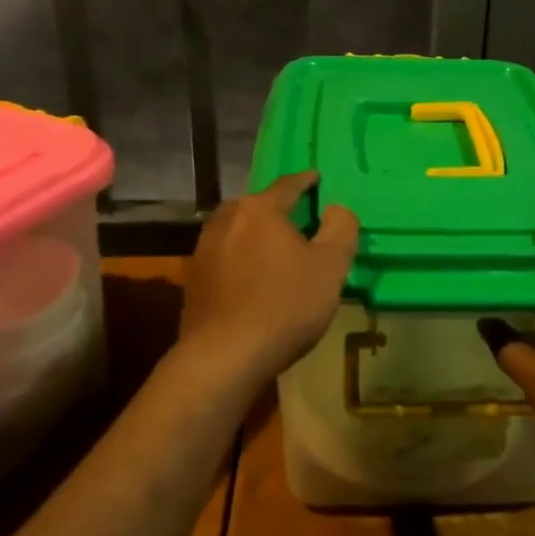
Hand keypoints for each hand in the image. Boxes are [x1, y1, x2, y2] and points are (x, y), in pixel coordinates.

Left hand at [181, 172, 358, 380]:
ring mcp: (203, 250)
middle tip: (300, 219)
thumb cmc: (285, 305)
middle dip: (278, 210)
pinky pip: (225, 258)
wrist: (224, 357)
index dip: (306, 181)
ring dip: (257, 236)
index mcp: (259, 210)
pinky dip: (242, 260)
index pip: (287, 185)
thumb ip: (341, 229)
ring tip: (276, 250)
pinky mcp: (193, 280)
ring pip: (238, 231)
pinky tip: (253, 280)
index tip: (317, 178)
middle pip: (258, 207)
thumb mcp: (330, 267)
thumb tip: (336, 209)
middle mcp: (226, 220)